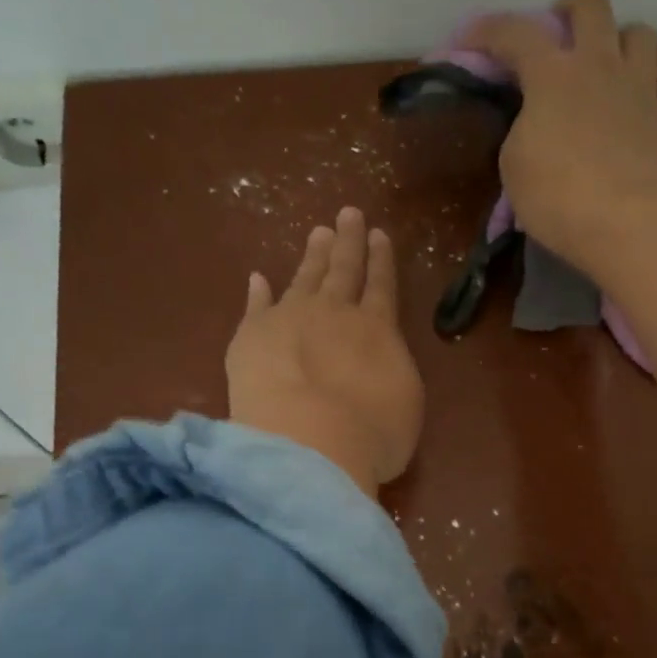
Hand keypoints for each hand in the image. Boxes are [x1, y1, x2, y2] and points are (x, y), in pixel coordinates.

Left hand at [226, 207, 422, 496]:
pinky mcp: (251, 336)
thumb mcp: (405, 404)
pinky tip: (258, 277)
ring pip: (305, 278)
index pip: (381, 285)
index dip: (380, 260)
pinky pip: (256, 306)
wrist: (310, 443)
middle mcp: (335, 313)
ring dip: (312, 256)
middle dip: (348, 242)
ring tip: (318, 233)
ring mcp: (290, 318)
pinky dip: (258, 291)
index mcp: (378, 329)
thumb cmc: (371, 435)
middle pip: (343, 270)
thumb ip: (392, 370)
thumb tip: (380, 356)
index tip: (378, 234)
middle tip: (349, 214)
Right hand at [463, 0, 656, 268]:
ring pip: (640, 34)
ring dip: (620, 43)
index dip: (487, 30)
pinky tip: (643, 112)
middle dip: (570, 8)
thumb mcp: (514, 165)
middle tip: (559, 35)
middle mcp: (601, 65)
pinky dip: (656, 96)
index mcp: (553, 75)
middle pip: (592, 3)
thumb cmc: (557, 198)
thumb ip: (521, 128)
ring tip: (607, 69)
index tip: (469, 41)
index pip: (514, 32)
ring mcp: (642, 88)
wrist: (626, 225)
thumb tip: (536, 120)